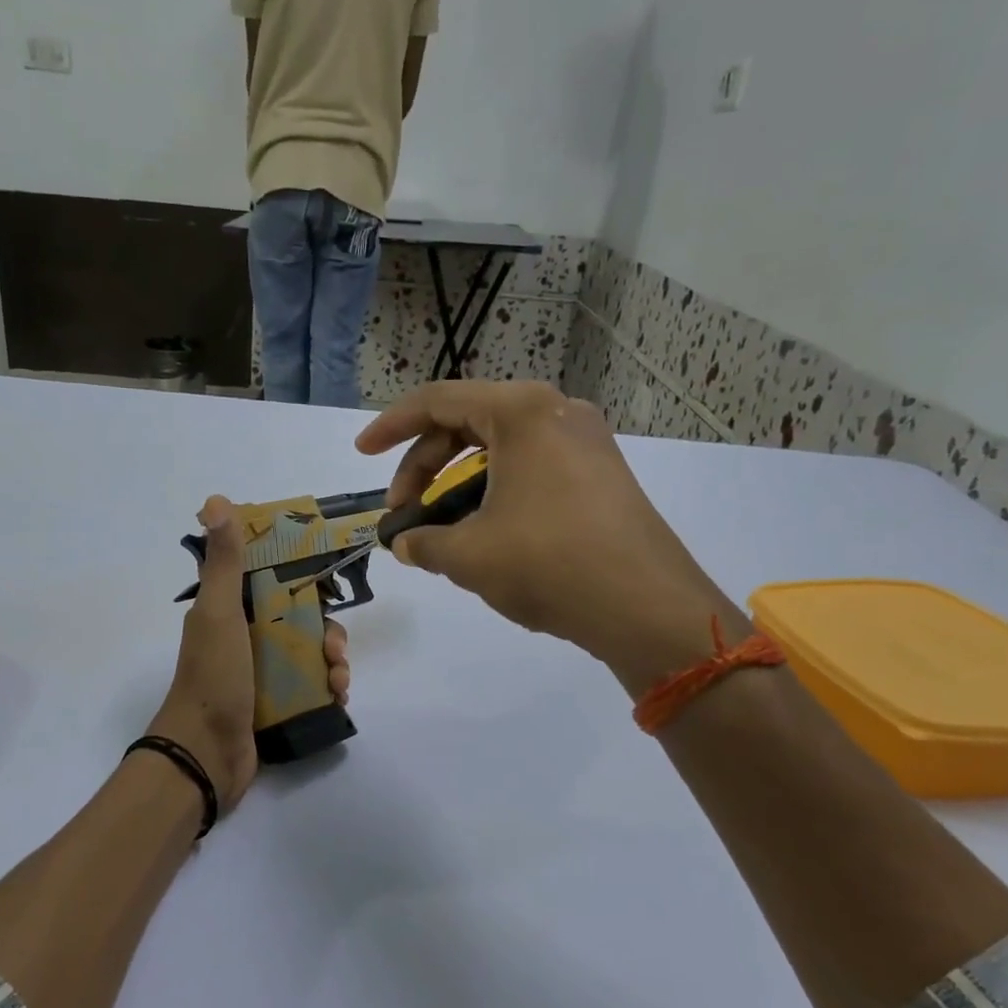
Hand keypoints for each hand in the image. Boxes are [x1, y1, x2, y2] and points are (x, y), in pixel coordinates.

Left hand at [148, 495, 351, 812]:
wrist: (205, 755)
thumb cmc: (213, 677)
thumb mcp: (219, 613)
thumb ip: (224, 562)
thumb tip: (215, 500)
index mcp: (230, 612)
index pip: (273, 583)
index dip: (303, 579)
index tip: (330, 585)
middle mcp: (245, 639)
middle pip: (299, 621)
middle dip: (326, 630)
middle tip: (335, 647)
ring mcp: (260, 675)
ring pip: (309, 655)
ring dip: (333, 662)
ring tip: (340, 681)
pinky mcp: (274, 706)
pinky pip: (310, 688)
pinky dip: (328, 689)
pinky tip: (338, 698)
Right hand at [356, 381, 738, 696]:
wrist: (646, 606)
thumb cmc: (548, 564)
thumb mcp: (468, 555)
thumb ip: (423, 543)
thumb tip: (405, 543)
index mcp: (521, 412)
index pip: (437, 401)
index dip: (390, 427)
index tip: (361, 453)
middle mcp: (557, 412)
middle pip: (469, 423)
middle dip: (424, 466)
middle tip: (402, 511)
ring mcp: (587, 442)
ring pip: (501, 449)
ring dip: (459, 483)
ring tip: (441, 530)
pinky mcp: (603, 474)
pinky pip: (532, 468)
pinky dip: (496, 491)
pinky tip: (486, 532)